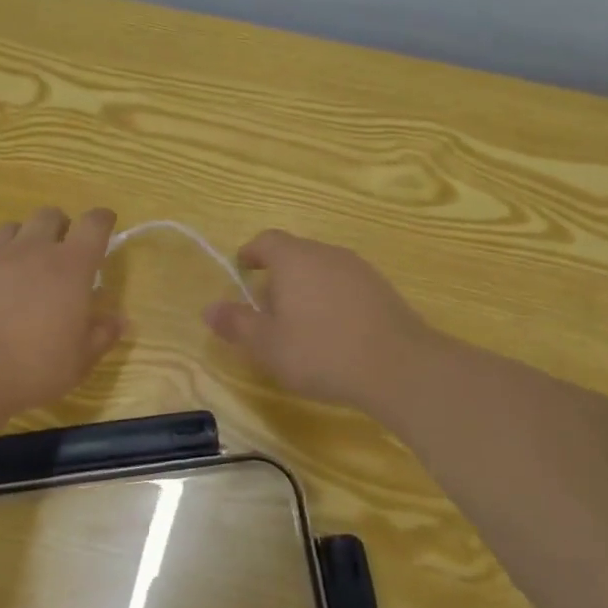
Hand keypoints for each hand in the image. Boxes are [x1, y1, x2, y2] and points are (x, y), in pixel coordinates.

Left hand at [0, 207, 126, 415]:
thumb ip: (101, 335)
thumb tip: (119, 320)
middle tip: (61, 252)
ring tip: (22, 266)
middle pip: (49, 215)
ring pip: (10, 228)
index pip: (94, 224)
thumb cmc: (33, 368)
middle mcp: (32, 250)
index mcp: (70, 267)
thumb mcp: (79, 361)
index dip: (102, 220)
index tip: (106, 224)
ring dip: (22, 240)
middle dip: (60, 226)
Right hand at [204, 229, 436, 410]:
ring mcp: (358, 269)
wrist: (398, 366)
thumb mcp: (268, 345)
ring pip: (321, 269)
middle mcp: (327, 253)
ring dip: (305, 288)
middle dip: (277, 276)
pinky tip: (333, 332)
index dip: (251, 253)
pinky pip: (345, 285)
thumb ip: (237, 324)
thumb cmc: (321, 352)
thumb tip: (209, 309)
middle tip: (266, 310)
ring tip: (299, 324)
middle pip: (295, 254)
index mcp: (294, 259)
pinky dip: (331, 299)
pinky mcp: (382, 289)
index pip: (266, 240)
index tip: (242, 269)